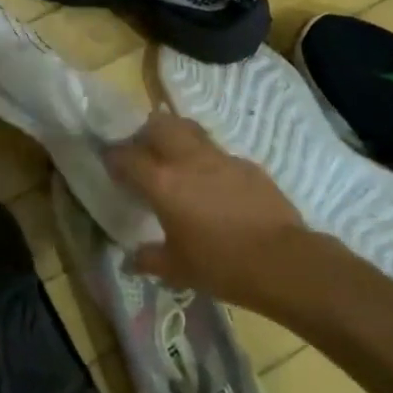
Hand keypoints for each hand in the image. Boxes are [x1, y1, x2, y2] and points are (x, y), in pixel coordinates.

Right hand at [105, 111, 308, 306]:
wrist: (282, 261)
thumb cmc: (221, 266)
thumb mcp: (177, 268)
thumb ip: (148, 259)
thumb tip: (129, 261)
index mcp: (162, 183)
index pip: (126, 156)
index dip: (113, 156)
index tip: (109, 162)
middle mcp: (187, 160)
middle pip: (158, 124)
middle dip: (144, 132)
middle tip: (142, 152)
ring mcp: (219, 157)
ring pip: (189, 129)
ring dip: (175, 136)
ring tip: (174, 158)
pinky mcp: (246, 163)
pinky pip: (217, 152)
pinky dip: (206, 159)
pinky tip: (212, 183)